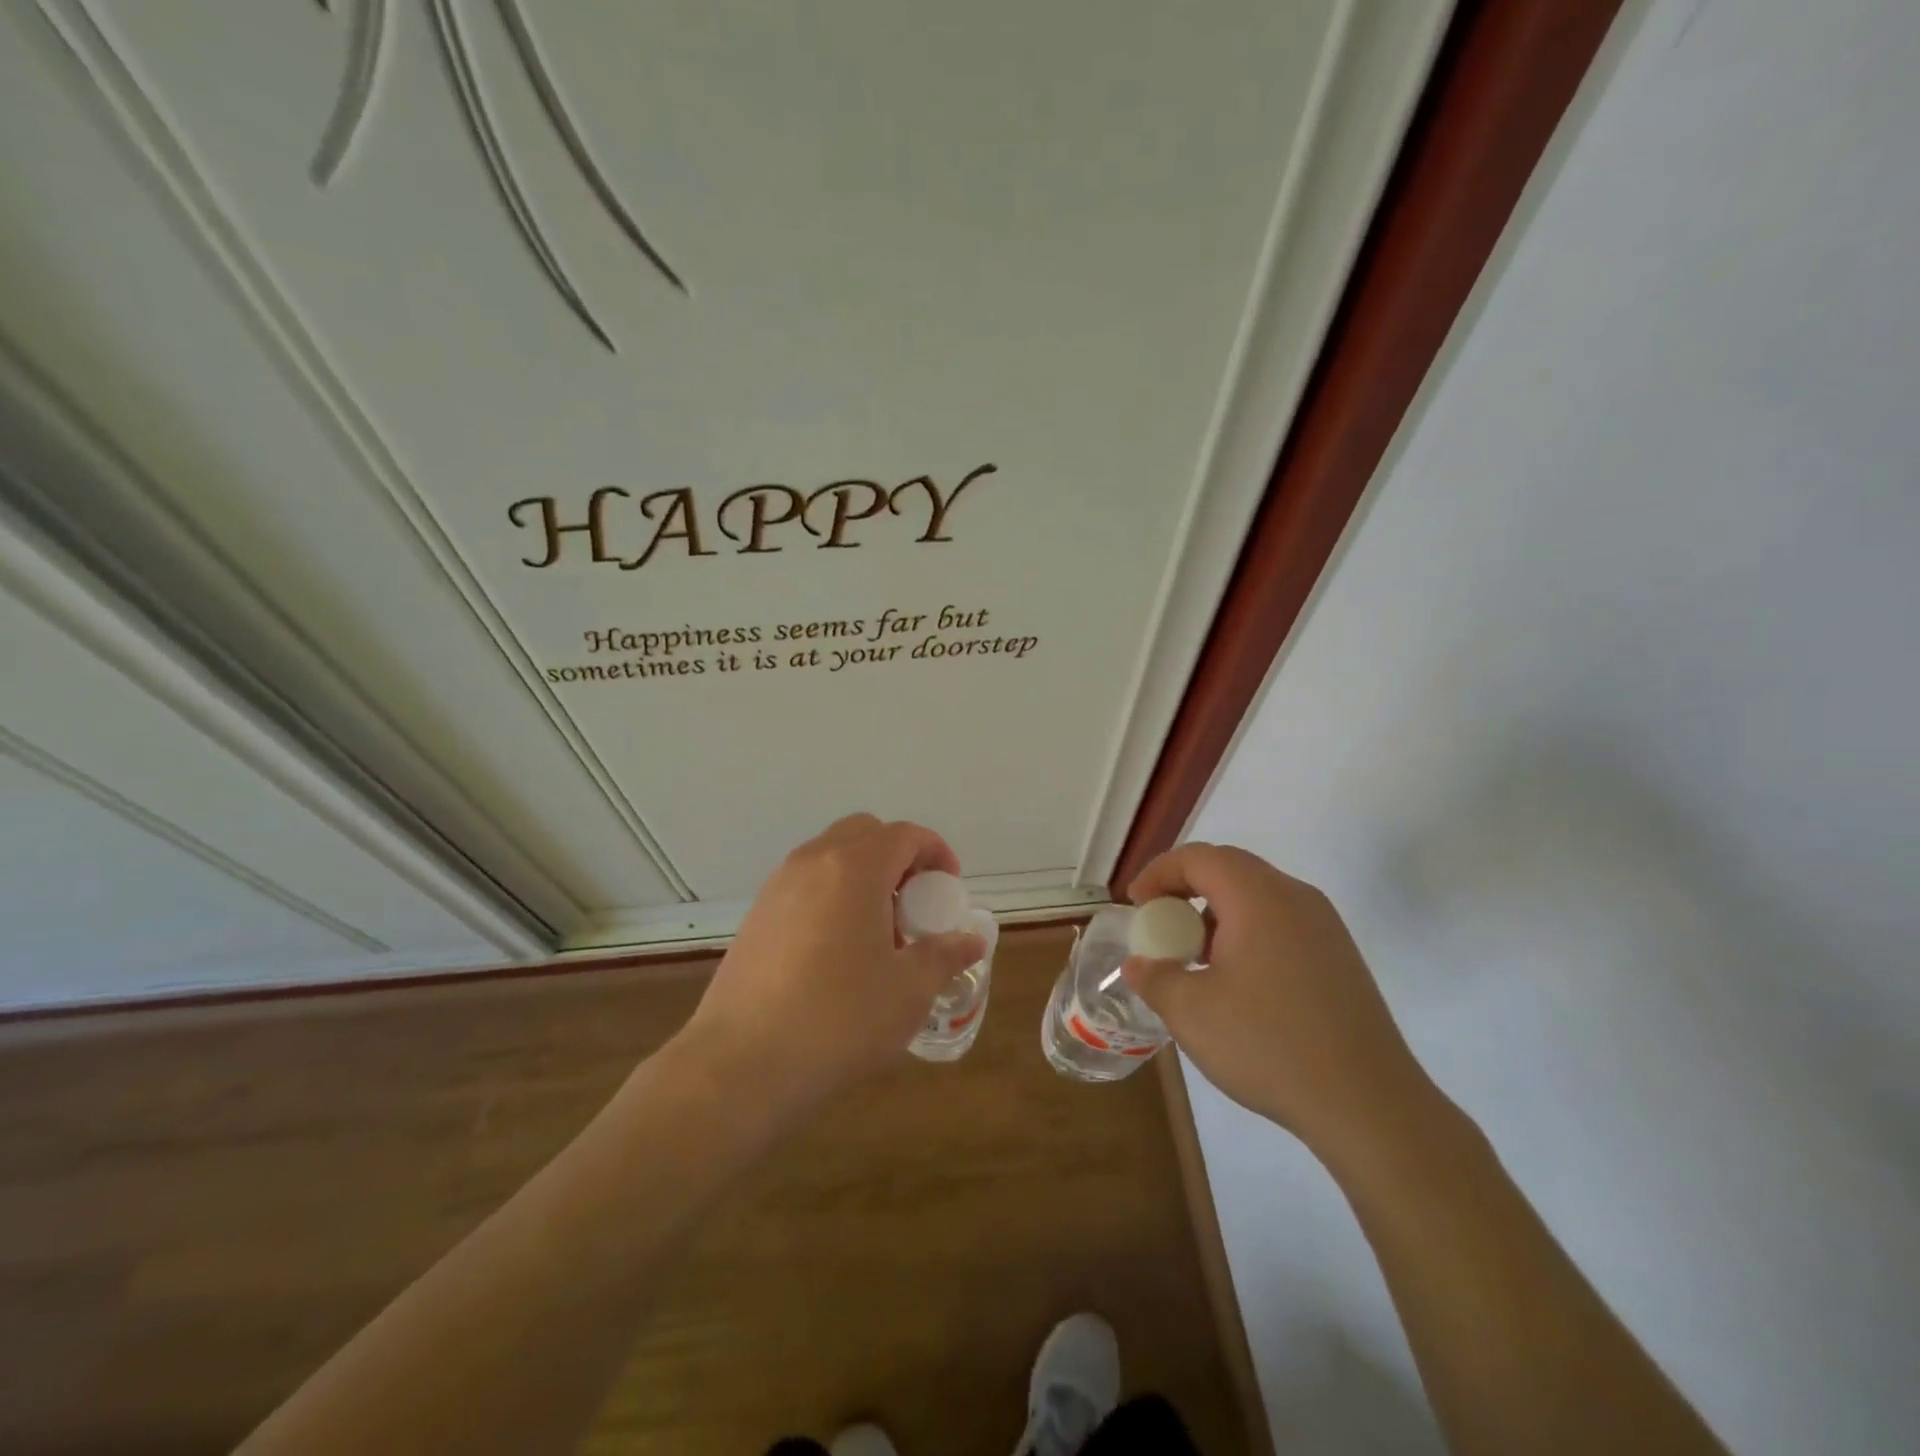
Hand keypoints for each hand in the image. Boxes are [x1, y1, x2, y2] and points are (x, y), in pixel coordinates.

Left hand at [677, 814, 985, 1109]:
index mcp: (854, 868)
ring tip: (878, 931)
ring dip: (863, 875)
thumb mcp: (909, 990)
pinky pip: (805, 884)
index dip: (935, 852)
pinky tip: (838, 950)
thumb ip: (945, 954)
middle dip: (898, 856)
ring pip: (830, 856)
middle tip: (914, 903)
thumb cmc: (839, 1018)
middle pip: (864, 833)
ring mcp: (777, 886)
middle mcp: (812, 862)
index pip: (904, 834)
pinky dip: (832, 895)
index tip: (949, 888)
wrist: (741, 1064)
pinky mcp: (756, 916)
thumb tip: (971, 940)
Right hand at [1122, 843, 1438, 1161]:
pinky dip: (1246, 932)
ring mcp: (1325, 927)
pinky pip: (1281, 923)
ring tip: (1193, 956)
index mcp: (1258, 897)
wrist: (1369, 1104)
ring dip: (1216, 913)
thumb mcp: (1191, 1013)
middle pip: (1229, 869)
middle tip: (1160, 924)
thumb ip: (1155, 978)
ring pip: (1257, 897)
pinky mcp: (1339, 957)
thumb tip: (1139, 965)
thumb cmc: (1269, 1045)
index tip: (1136, 905)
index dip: (1159, 873)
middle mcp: (1295, 897)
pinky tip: (1236, 981)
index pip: (1199, 857)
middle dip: (1185, 889)